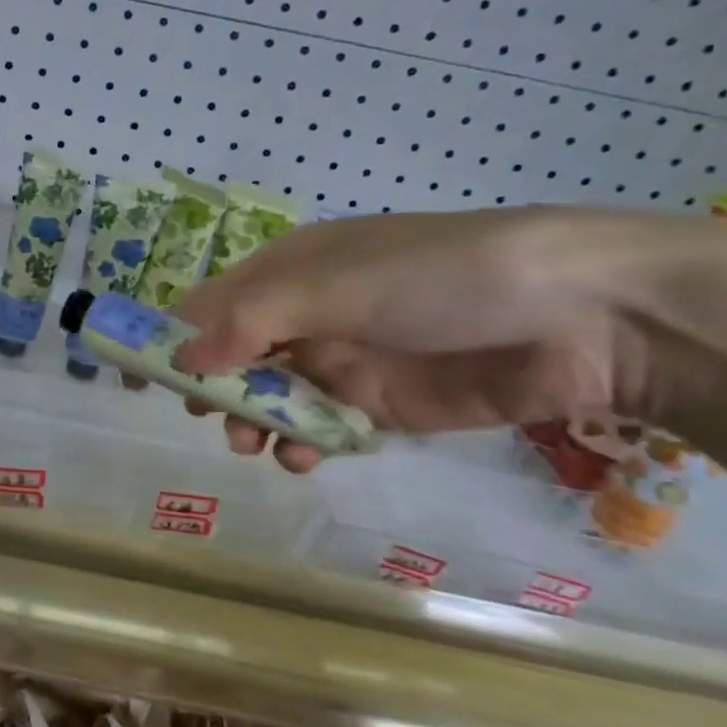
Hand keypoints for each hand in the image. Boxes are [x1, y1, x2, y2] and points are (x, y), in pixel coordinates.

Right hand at [170, 208, 668, 472]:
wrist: (585, 317)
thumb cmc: (445, 277)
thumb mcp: (339, 286)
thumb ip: (255, 321)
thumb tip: (183, 359)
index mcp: (291, 270)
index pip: (210, 303)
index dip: (172, 337)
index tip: (141, 377)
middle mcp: (309, 313)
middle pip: (235, 355)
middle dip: (215, 387)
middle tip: (207, 416)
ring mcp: (345, 360)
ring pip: (273, 397)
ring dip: (255, 420)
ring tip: (257, 444)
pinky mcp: (381, 405)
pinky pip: (321, 428)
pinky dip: (302, 444)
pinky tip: (302, 456)